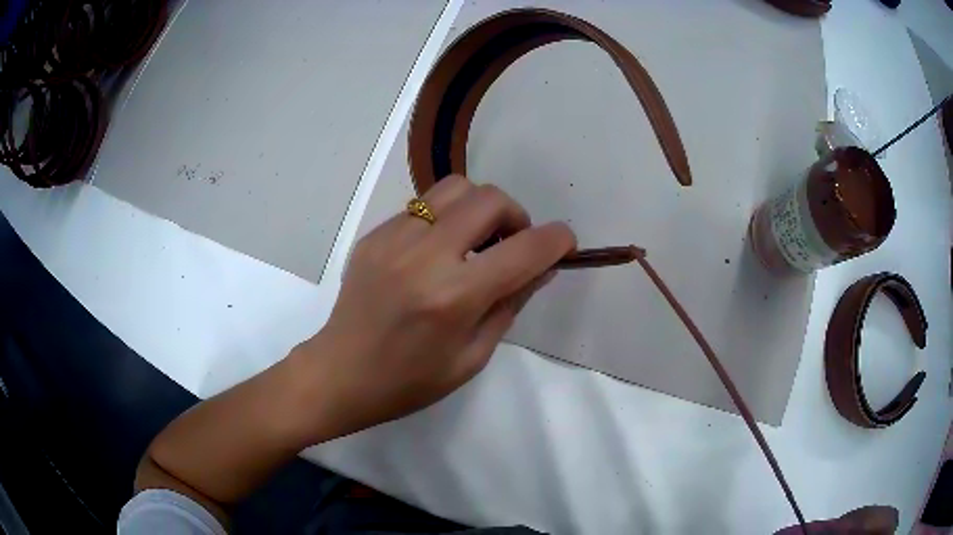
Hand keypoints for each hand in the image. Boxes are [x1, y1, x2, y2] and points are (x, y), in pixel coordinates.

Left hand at [302, 175, 575, 436]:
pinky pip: (423, 207)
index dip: (557, 240)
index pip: (525, 250)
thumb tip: (542, 266)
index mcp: (454, 297)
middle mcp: (425, 256)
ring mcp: (394, 239)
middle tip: (511, 245)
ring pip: (455, 188)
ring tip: (474, 241)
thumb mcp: (472, 356)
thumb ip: (511, 304)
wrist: (340, 373)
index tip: (565, 243)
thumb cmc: (410, 381)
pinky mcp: (375, 235)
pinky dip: (444, 220)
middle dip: (516, 216)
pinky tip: (435, 252)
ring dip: (479, 208)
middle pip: (490, 199)